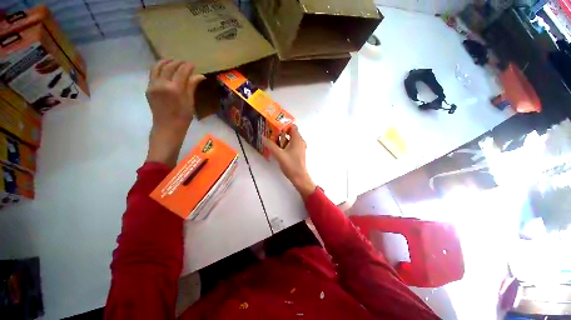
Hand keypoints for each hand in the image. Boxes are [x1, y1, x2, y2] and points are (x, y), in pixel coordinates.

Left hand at [145, 60, 204, 166]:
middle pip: (169, 67)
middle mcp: (162, 84)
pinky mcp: (148, 88)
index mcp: (175, 89)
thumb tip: (200, 76)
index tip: (193, 64)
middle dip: (177, 62)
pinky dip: (158, 68)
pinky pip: (152, 74)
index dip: (188, 66)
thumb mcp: (190, 102)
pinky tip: (164, 70)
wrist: (167, 127)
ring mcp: (153, 85)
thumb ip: (192, 86)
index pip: (182, 71)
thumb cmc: (183, 117)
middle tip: (184, 63)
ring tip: (172, 62)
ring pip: (157, 67)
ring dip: (165, 62)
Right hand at [263, 125, 315, 198]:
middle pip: (291, 133)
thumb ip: (270, 145)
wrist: (299, 177)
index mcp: (298, 139)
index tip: (275, 126)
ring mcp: (300, 148)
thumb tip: (262, 137)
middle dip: (281, 133)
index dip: (284, 125)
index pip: (292, 127)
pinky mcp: (298, 153)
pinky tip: (278, 150)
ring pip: (290, 140)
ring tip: (272, 142)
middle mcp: (300, 142)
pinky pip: (291, 146)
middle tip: (271, 134)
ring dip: (282, 140)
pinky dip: (285, 145)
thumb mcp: (279, 154)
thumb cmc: (291, 165)